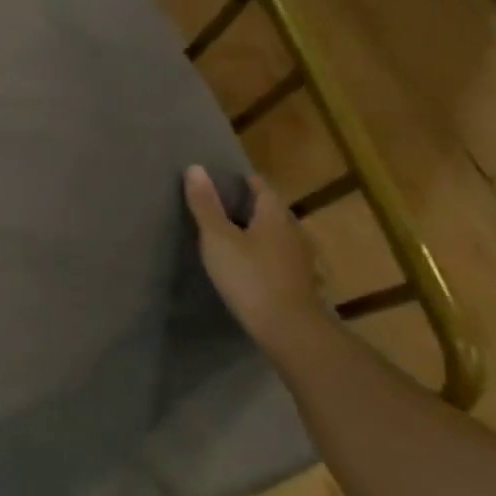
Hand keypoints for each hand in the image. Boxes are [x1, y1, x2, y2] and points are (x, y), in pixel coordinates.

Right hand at [184, 165, 325, 346]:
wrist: (288, 328)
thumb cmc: (249, 276)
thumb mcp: (218, 239)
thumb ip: (206, 205)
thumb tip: (195, 168)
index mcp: (274, 217)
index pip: (263, 189)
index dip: (248, 182)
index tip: (231, 179)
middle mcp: (293, 232)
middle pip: (273, 212)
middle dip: (254, 206)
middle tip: (228, 206)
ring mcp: (300, 259)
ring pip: (279, 236)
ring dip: (262, 232)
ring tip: (238, 235)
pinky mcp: (300, 282)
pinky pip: (282, 258)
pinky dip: (268, 255)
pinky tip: (255, 265)